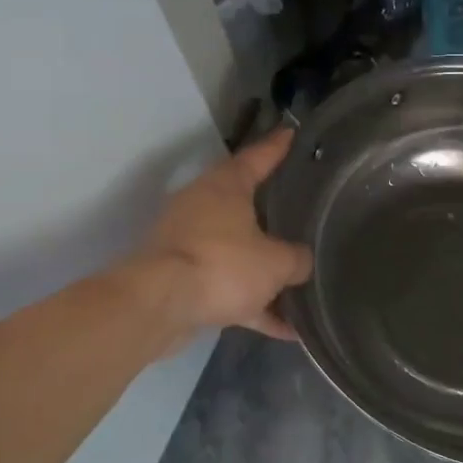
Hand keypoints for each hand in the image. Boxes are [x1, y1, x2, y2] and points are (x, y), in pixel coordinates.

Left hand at [139, 127, 313, 340]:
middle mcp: (203, 208)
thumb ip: (297, 260)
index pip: (257, 157)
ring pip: (237, 251)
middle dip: (272, 211)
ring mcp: (189, 244)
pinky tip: (286, 329)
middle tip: (301, 208)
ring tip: (301, 280)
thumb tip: (303, 262)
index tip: (292, 133)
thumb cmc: (223, 265)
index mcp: (225, 187)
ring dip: (265, 269)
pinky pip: (229, 288)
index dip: (277, 147)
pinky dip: (255, 305)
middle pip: (244, 204)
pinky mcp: (183, 280)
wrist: (159, 306)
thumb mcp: (276, 262)